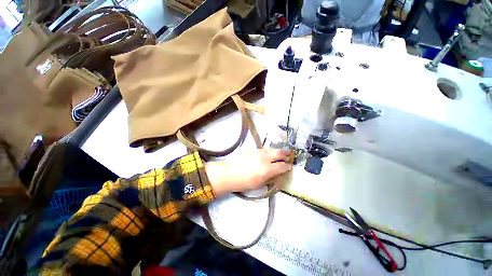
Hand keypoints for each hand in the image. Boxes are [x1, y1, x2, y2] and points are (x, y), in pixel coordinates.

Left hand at [205, 149, 292, 196]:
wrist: (228, 174)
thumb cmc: (244, 183)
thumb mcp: (259, 184)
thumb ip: (271, 178)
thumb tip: (278, 175)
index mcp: (268, 169)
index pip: (282, 166)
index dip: (288, 166)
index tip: (290, 166)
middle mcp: (265, 158)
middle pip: (279, 153)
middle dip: (285, 154)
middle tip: (289, 155)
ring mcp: (258, 152)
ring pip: (271, 149)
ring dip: (277, 151)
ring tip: (281, 153)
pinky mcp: (251, 149)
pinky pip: (262, 149)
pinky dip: (267, 151)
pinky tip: (267, 154)